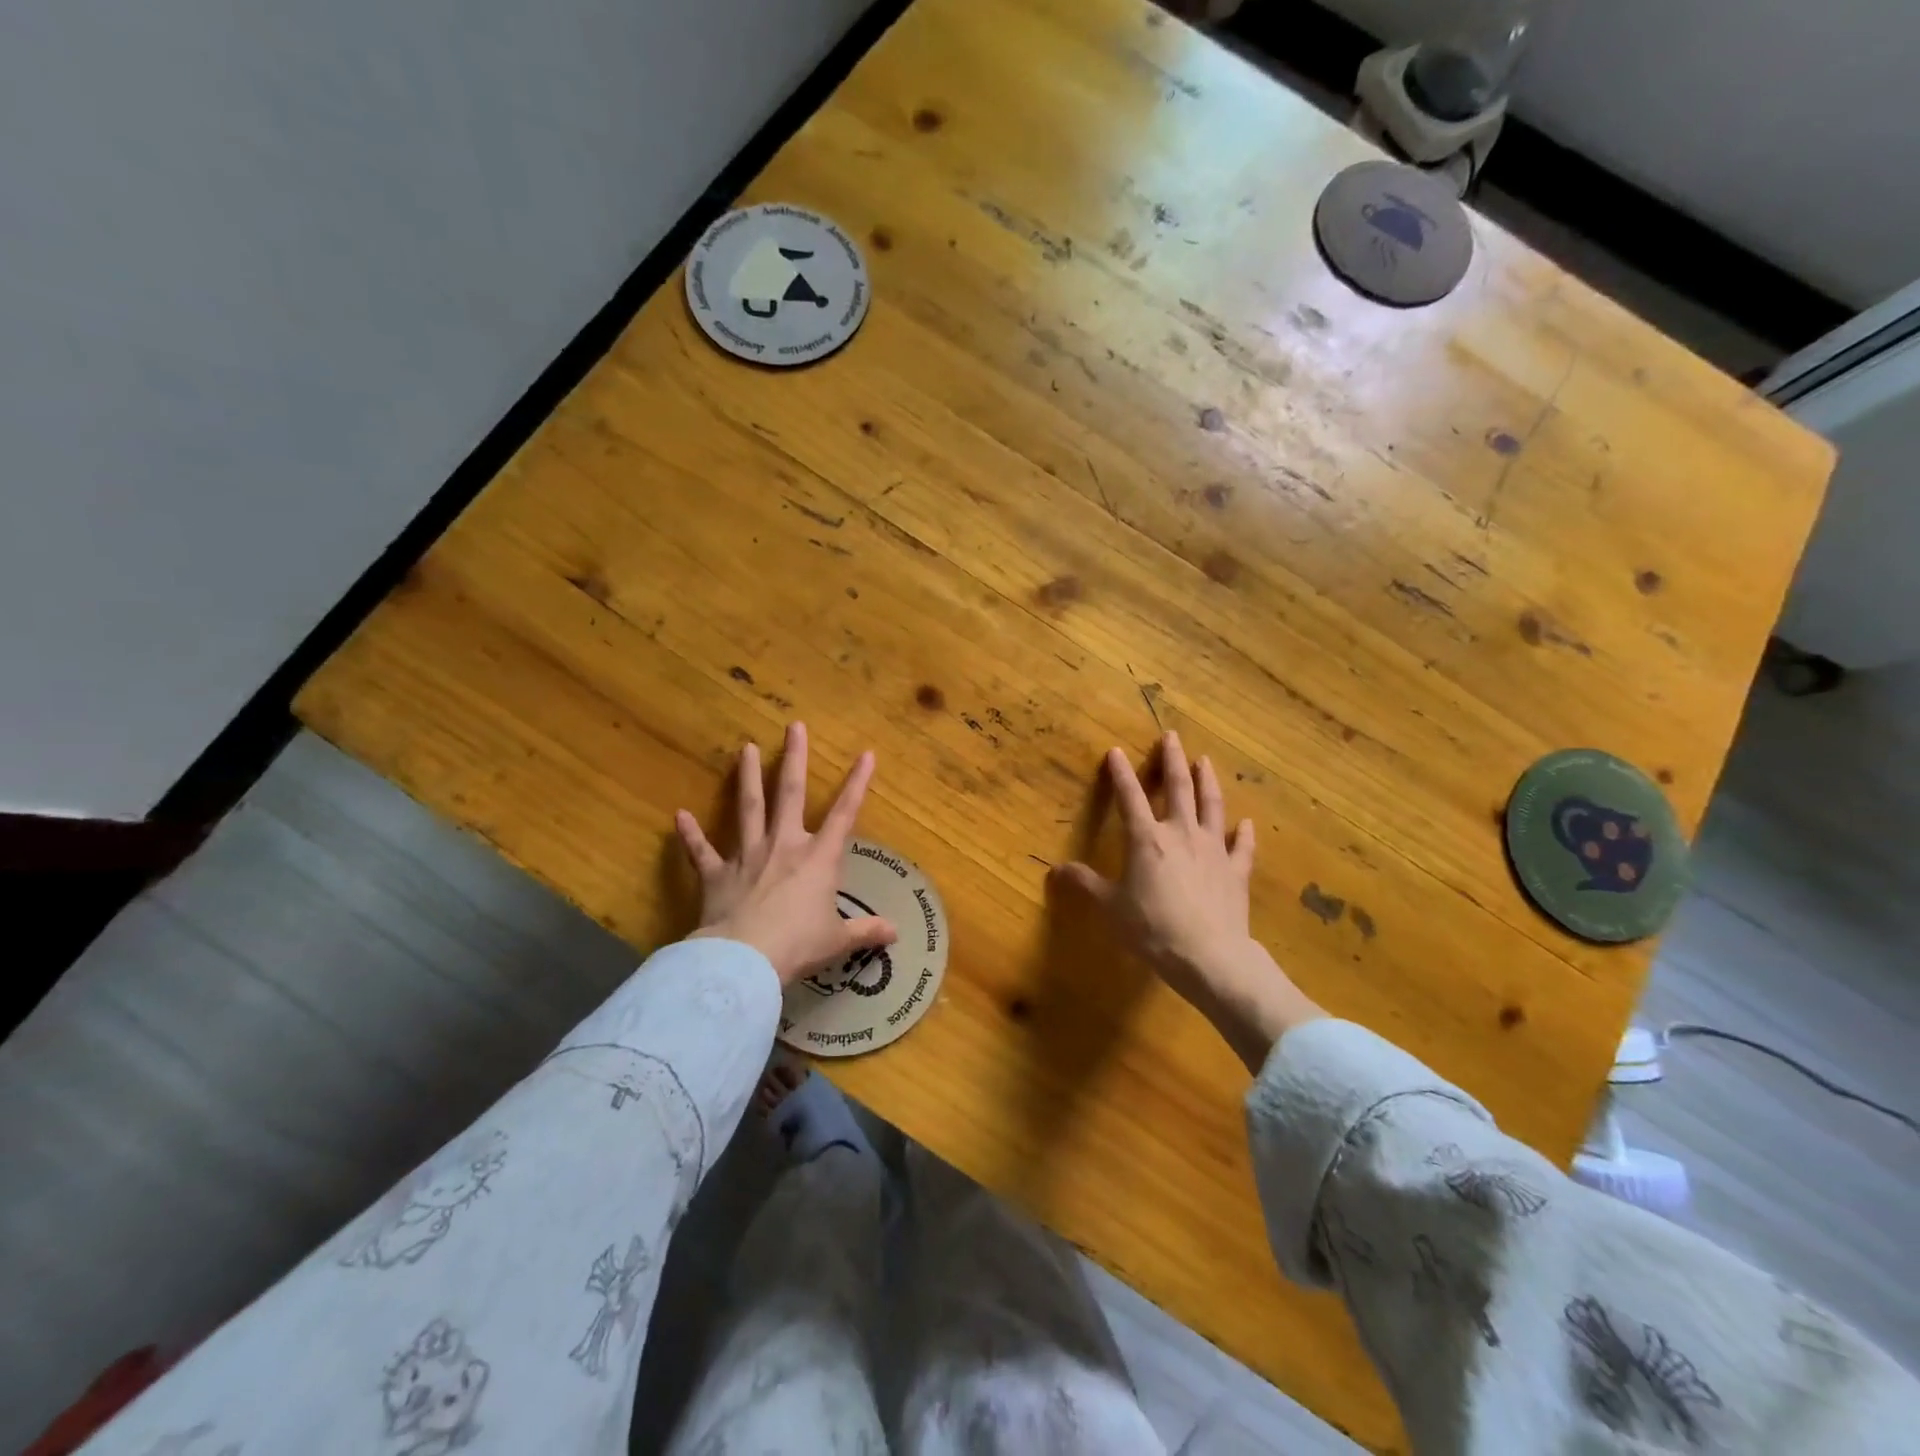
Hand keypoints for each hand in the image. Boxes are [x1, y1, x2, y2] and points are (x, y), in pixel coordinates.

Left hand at [675, 722, 895, 986]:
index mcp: (818, 859)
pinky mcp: (716, 875)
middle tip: (793, 727)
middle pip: (790, 794)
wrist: (745, 960)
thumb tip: (895, 933)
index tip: (866, 754)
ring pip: (748, 808)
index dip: (858, 784)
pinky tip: (679, 816)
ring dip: (748, 777)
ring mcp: (747, 856)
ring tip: (746, 748)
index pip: (845, 814)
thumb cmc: (798, 945)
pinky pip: (701, 852)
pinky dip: (690, 835)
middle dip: (794, 759)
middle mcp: (784, 846)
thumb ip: (866, 931)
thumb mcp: (837, 940)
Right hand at [1052, 731, 1322, 1071]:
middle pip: (1179, 788)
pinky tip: (1246, 823)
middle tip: (1172, 736)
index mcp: (1147, 840)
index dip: (1121, 773)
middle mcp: (1181, 834)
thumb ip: (1085, 885)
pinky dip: (1244, 833)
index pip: (1130, 798)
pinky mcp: (1236, 871)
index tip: (1115, 751)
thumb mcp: (1110, 908)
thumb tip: (1056, 870)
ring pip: (1212, 806)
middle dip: (1173, 760)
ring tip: (1205, 760)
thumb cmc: (1153, 929)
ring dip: (1208, 781)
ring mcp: (1213, 850)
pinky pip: (1242, 846)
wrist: (1210, 956)